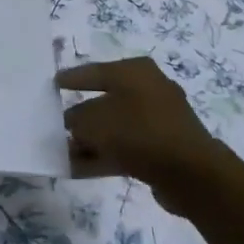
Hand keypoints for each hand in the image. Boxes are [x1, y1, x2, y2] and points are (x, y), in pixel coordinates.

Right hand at [57, 57, 224, 212]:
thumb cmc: (137, 131)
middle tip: (56, 125)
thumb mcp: (93, 121)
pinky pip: (125, 148)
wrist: (190, 173)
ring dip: (89, 141)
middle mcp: (148, 89)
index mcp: (134, 71)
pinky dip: (103, 156)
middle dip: (80, 117)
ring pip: (114, 128)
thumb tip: (72, 124)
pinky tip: (78, 169)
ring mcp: (158, 120)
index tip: (53, 84)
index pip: (94, 71)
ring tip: (62, 154)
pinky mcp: (163, 148)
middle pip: (104, 101)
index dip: (71, 78)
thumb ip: (75, 120)